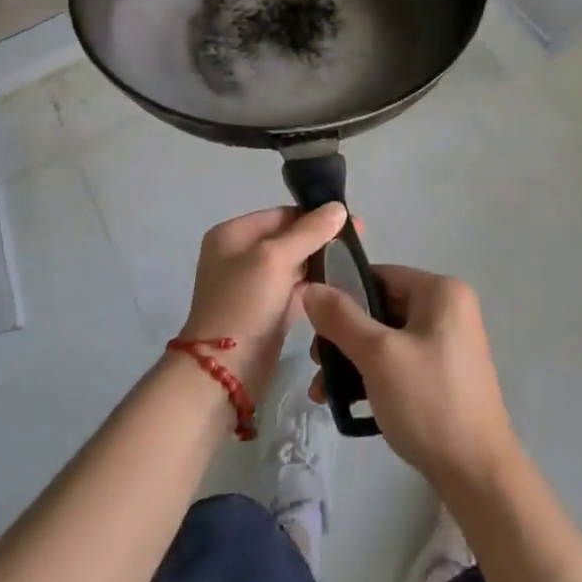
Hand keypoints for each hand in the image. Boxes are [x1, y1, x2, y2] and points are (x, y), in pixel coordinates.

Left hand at [179, 203, 347, 399]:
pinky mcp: (266, 312)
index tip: (351, 223)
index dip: (315, 216)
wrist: (223, 374)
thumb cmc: (244, 305)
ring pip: (293, 265)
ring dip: (320, 264)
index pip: (281, 214)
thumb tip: (338, 207)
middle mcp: (239, 255)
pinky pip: (294, 291)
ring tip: (354, 264)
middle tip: (358, 244)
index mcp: (233, 234)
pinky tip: (341, 286)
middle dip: (320, 240)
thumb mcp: (275, 259)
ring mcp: (252, 286)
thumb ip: (308, 232)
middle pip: (288, 238)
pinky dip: (314, 288)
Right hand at [303, 266, 521, 496]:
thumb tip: (311, 287)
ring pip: (387, 339)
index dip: (342, 294)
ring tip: (322, 391)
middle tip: (316, 363)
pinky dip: (374, 376)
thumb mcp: (378, 355)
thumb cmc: (429, 402)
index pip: (379, 276)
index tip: (313, 323)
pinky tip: (348, 403)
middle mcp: (449, 309)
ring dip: (352, 360)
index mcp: (441, 292)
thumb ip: (341, 318)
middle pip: (381, 308)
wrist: (479, 477)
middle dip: (343, 336)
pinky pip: (400, 362)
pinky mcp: (444, 376)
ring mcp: (449, 344)